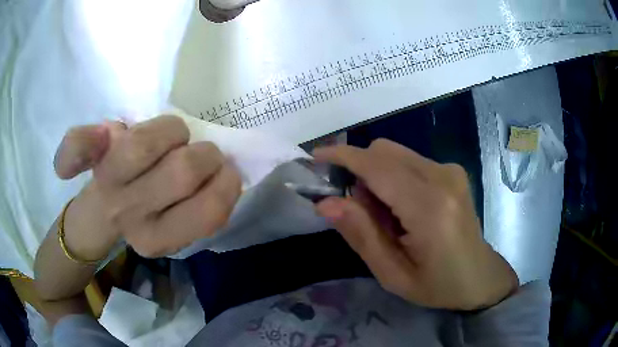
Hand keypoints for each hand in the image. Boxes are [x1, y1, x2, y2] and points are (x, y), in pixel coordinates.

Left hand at [54, 115, 241, 258]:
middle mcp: (132, 216)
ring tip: (169, 139)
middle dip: (203, 155)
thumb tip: (228, 174)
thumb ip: (209, 209)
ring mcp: (107, 184)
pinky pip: (76, 148)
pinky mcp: (87, 158)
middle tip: (197, 157)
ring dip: (171, 131)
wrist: (102, 214)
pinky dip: (78, 145)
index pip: (208, 210)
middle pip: (184, 170)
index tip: (221, 178)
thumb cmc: (147, 213)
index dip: (223, 186)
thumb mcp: (180, 227)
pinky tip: (99, 137)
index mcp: (160, 239)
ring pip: (147, 141)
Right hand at [314, 139, 517, 310]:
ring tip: (386, 215)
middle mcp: (442, 177)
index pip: (377, 167)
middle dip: (360, 172)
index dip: (342, 156)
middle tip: (361, 211)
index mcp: (429, 208)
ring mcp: (450, 170)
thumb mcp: (393, 274)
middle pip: (384, 151)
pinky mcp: (452, 170)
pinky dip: (394, 176)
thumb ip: (360, 235)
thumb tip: (326, 202)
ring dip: (377, 176)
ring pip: (395, 154)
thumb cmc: (437, 285)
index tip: (316, 157)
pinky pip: (410, 160)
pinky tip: (404, 207)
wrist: (479, 277)